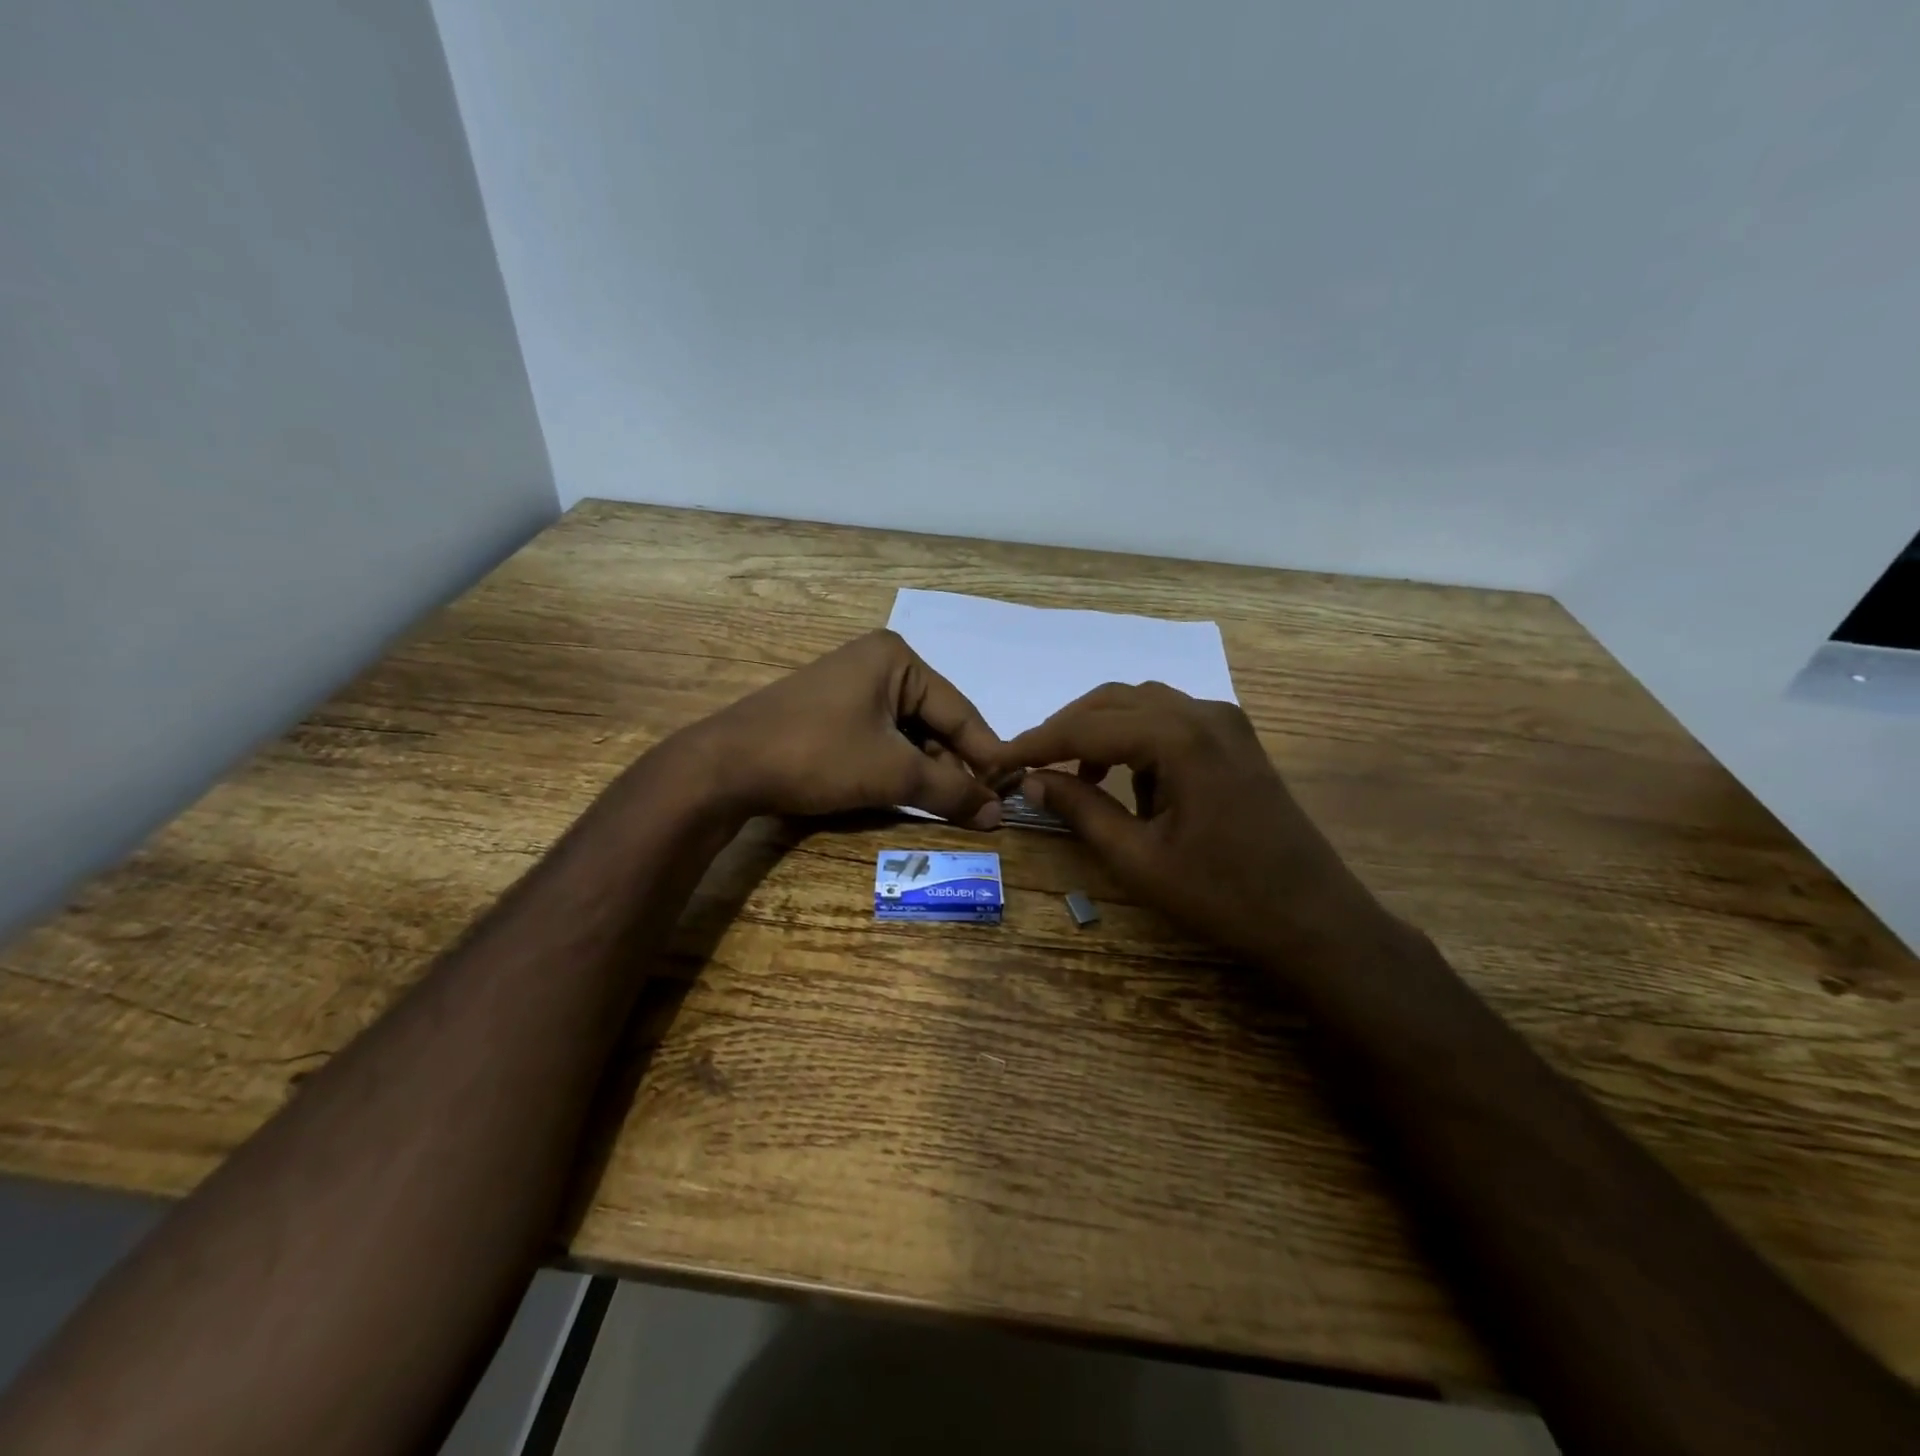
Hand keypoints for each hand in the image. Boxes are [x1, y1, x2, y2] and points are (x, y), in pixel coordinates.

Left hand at [678, 630, 1005, 825]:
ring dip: (925, 770)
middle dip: (952, 766)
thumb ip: (949, 791)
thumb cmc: (818, 755)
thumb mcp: (892, 773)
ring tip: (944, 807)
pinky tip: (905, 794)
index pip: (960, 711)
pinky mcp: (830, 711)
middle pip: (933, 721)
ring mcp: (849, 686)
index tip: (1009, 795)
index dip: (986, 756)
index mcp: (897, 659)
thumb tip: (997, 814)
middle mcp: (877, 663)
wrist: (725, 767)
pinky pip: (879, 737)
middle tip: (975, 809)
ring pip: (907, 733)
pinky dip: (896, 767)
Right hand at [993, 682, 1400, 972]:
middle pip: (1114, 701)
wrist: (1315, 919)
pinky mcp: (1234, 740)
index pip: (1088, 726)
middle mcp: (1204, 713)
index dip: (1037, 742)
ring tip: (1074, 775)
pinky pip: (1169, 721)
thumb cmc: (1224, 896)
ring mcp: (1226, 722)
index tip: (997, 759)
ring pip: (1141, 705)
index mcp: (1181, 737)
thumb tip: (1031, 779)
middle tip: (1028, 764)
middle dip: (1066, 730)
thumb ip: (1081, 809)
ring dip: (1100, 731)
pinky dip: (1135, 740)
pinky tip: (1127, 781)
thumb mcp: (1139, 860)